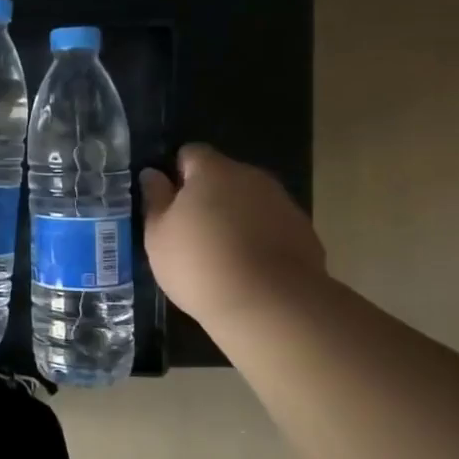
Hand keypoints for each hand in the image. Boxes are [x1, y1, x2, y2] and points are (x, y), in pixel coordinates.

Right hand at [140, 145, 325, 324]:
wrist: (270, 305)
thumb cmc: (199, 263)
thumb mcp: (158, 235)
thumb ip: (155, 199)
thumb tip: (153, 174)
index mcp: (213, 171)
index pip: (191, 153)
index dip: (177, 173)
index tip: (167, 202)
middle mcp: (252, 177)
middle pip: (223, 176)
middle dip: (207, 195)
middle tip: (189, 231)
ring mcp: (283, 204)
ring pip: (250, 201)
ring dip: (235, 216)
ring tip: (220, 254)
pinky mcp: (305, 233)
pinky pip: (272, 226)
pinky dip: (259, 238)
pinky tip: (248, 269)